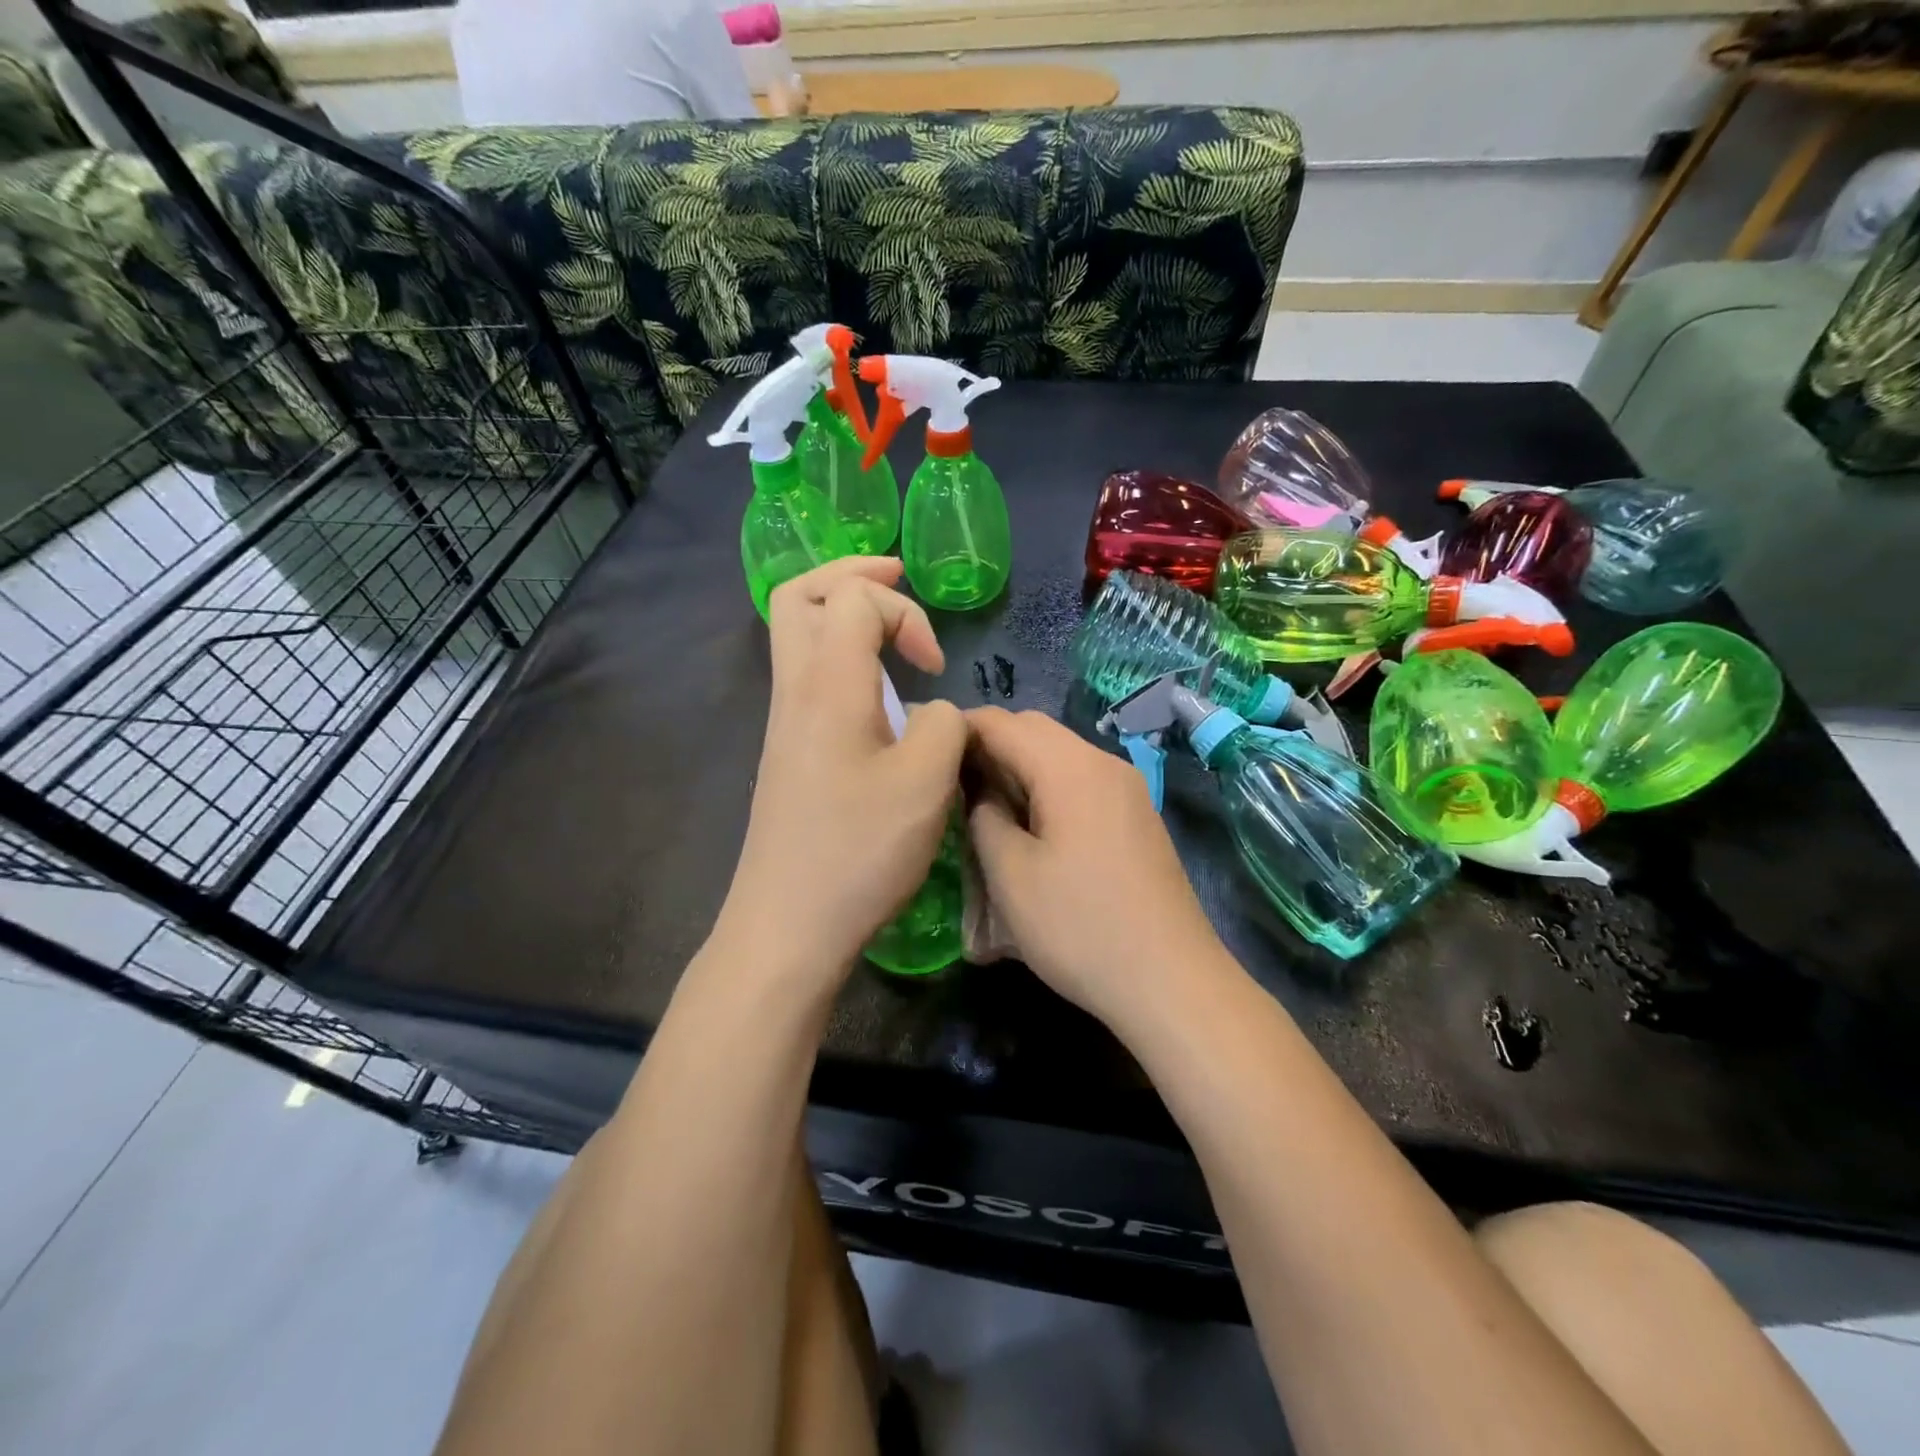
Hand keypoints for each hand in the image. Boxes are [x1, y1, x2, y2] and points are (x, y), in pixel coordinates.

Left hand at [720, 558, 966, 984]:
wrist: (788, 923)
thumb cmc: (859, 851)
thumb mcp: (927, 782)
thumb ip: (946, 724)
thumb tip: (934, 711)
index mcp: (827, 685)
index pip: (854, 596)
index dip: (904, 612)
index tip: (934, 667)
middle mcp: (794, 690)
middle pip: (797, 594)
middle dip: (851, 573)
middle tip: (898, 578)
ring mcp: (784, 722)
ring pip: (795, 634)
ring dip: (841, 614)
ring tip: (891, 629)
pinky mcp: (787, 752)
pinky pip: (804, 674)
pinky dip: (839, 656)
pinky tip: (877, 693)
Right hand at [965, 707, 1235, 1029]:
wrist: (1172, 981)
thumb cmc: (1080, 928)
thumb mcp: (1011, 876)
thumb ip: (984, 818)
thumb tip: (982, 794)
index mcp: (1070, 768)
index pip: (1002, 723)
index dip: (959, 729)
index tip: (925, 753)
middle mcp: (1103, 763)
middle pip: (1034, 729)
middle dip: (989, 744)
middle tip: (951, 782)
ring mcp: (1127, 788)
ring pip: (1060, 754)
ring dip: (1018, 767)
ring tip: (983, 805)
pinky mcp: (1136, 815)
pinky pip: (1081, 780)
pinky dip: (1047, 785)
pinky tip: (1030, 824)